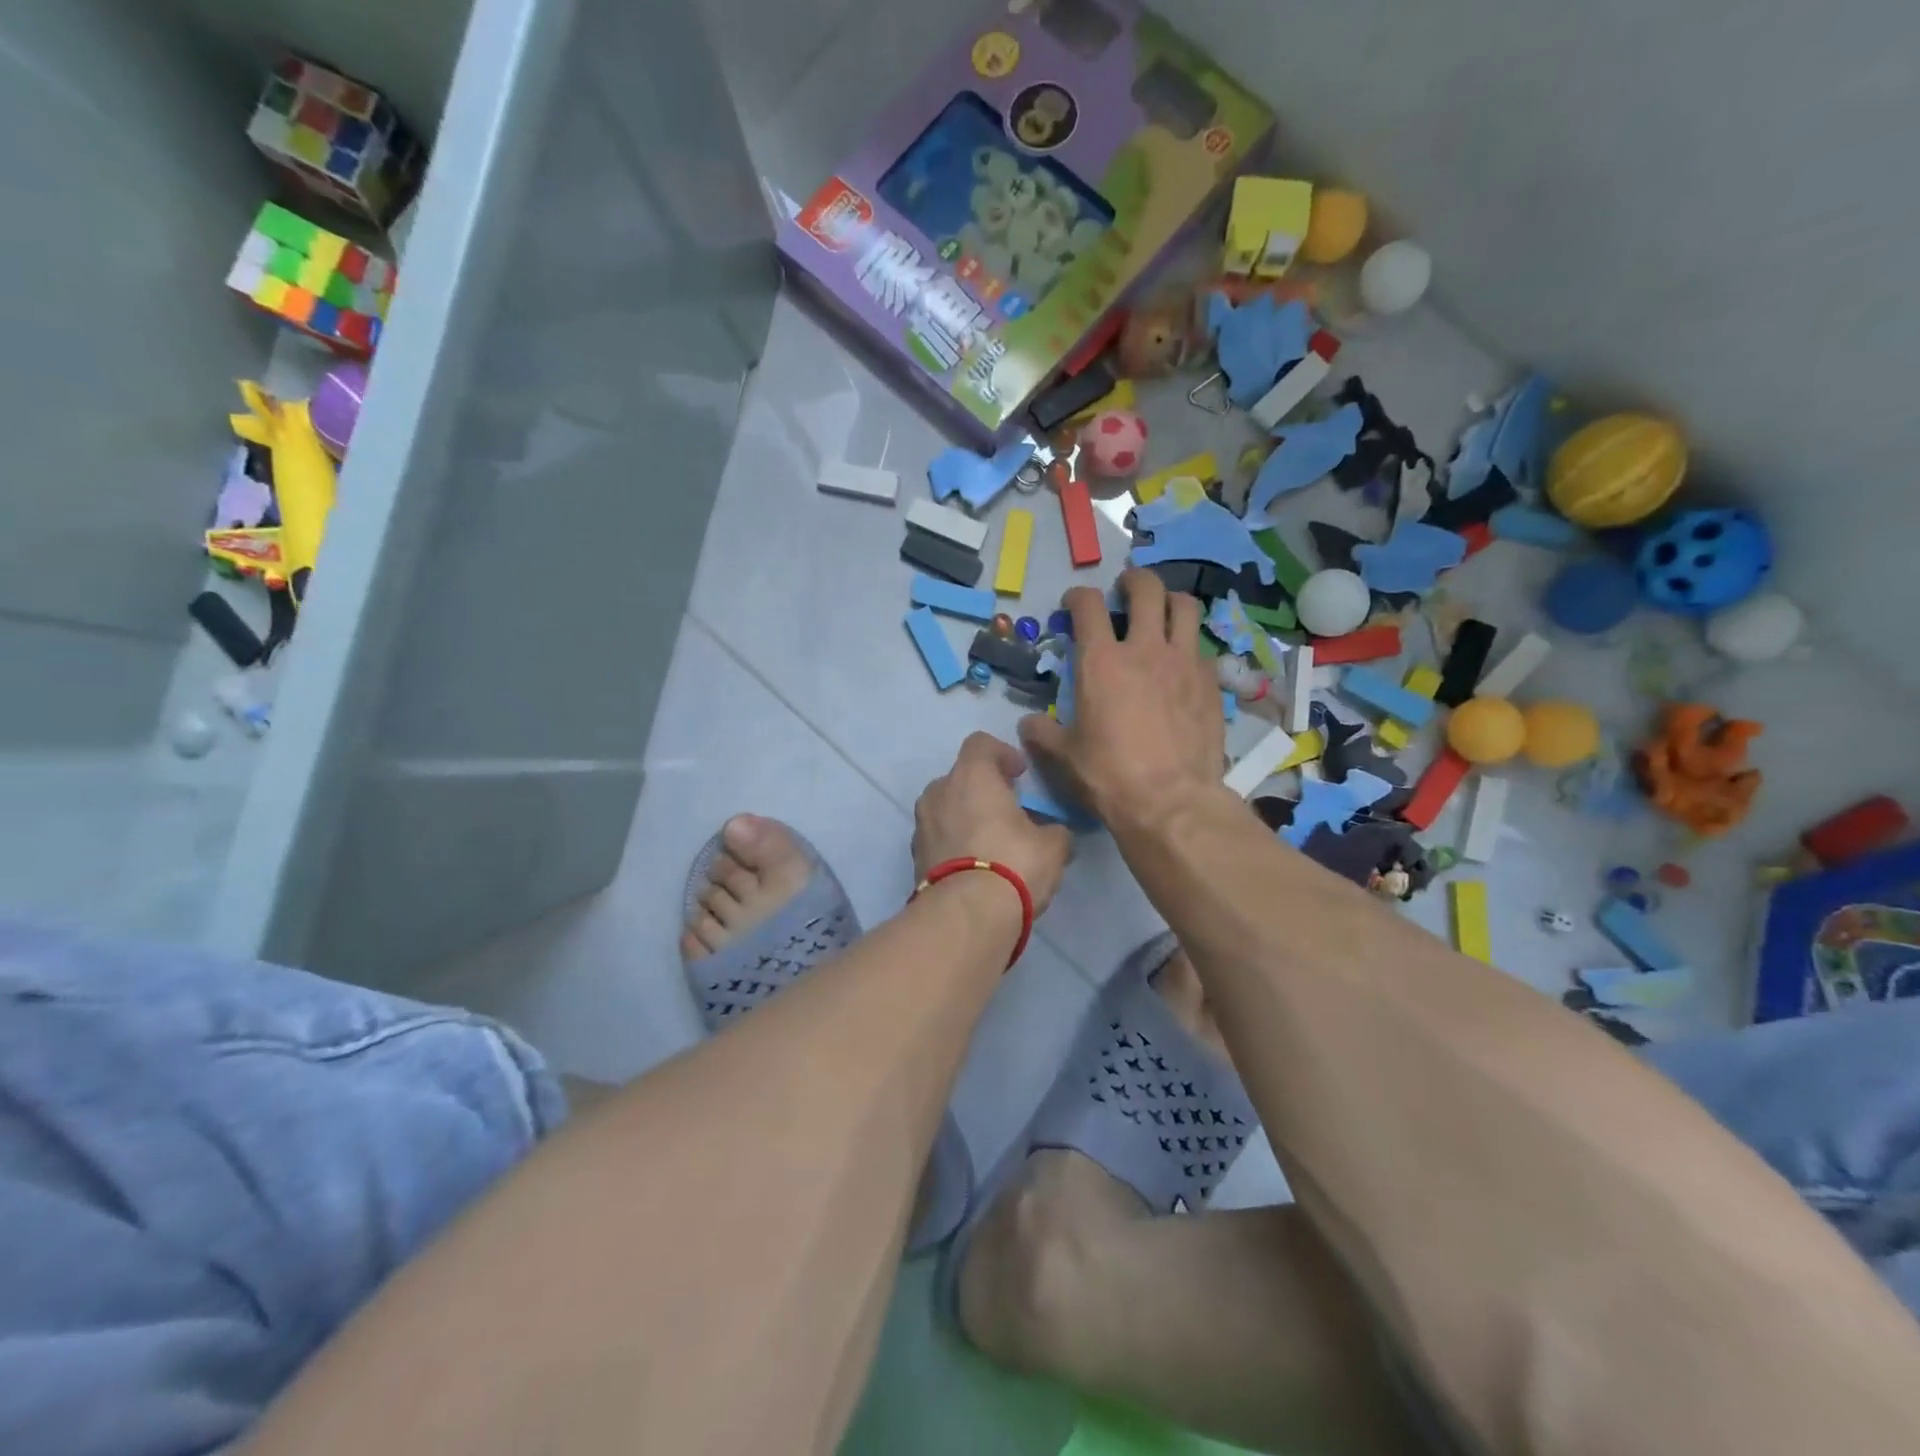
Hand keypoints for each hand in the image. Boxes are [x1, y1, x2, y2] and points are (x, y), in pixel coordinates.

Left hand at [914, 733, 1072, 912]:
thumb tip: (1056, 834)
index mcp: (971, 775)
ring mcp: (922, 825)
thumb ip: (1056, 831)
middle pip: (960, 777)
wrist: (965, 916)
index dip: (1002, 753)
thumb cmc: (1013, 863)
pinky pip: (938, 838)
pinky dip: (954, 844)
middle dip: (983, 789)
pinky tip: (976, 866)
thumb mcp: (1053, 846)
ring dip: (966, 817)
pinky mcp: (914, 857)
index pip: (980, 743)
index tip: (1020, 774)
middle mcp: (939, 792)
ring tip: (992, 841)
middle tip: (1008, 810)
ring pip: (946, 808)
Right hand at [1019, 569, 1224, 832]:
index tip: (1074, 604)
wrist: (1171, 801)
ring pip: (1185, 607)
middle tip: (1125, 589)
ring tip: (1162, 612)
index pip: (1088, 605)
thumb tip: (1028, 724)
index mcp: (1101, 662)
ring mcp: (1184, 662)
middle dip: (1133, 580)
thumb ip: (1043, 733)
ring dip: (1170, 601)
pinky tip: (1182, 665)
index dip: (1078, 596)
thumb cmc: (1109, 776)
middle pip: (1146, 589)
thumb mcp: (1064, 756)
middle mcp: (1145, 650)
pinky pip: (1202, 648)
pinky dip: (1189, 645)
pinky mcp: (1211, 683)